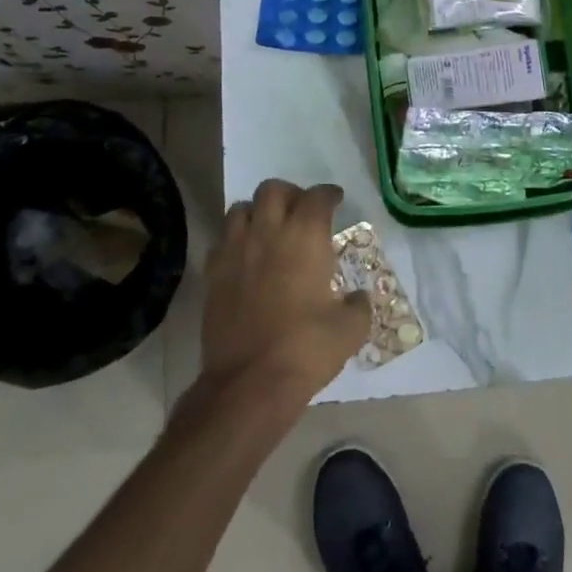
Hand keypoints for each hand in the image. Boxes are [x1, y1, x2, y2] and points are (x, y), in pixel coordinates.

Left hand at [199, 179, 369, 409]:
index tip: (336, 200)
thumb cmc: (307, 348)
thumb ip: (358, 304)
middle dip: (290, 194)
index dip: (329, 194)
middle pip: (273, 189)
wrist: (250, 382)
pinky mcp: (212, 274)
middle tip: (302, 211)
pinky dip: (235, 241)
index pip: (317, 197)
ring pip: (240, 209)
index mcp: (305, 237)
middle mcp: (267, 233)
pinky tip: (246, 259)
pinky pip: (222, 241)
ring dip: (258, 212)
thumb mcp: (351, 328)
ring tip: (270, 230)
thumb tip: (357, 298)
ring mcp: (234, 251)